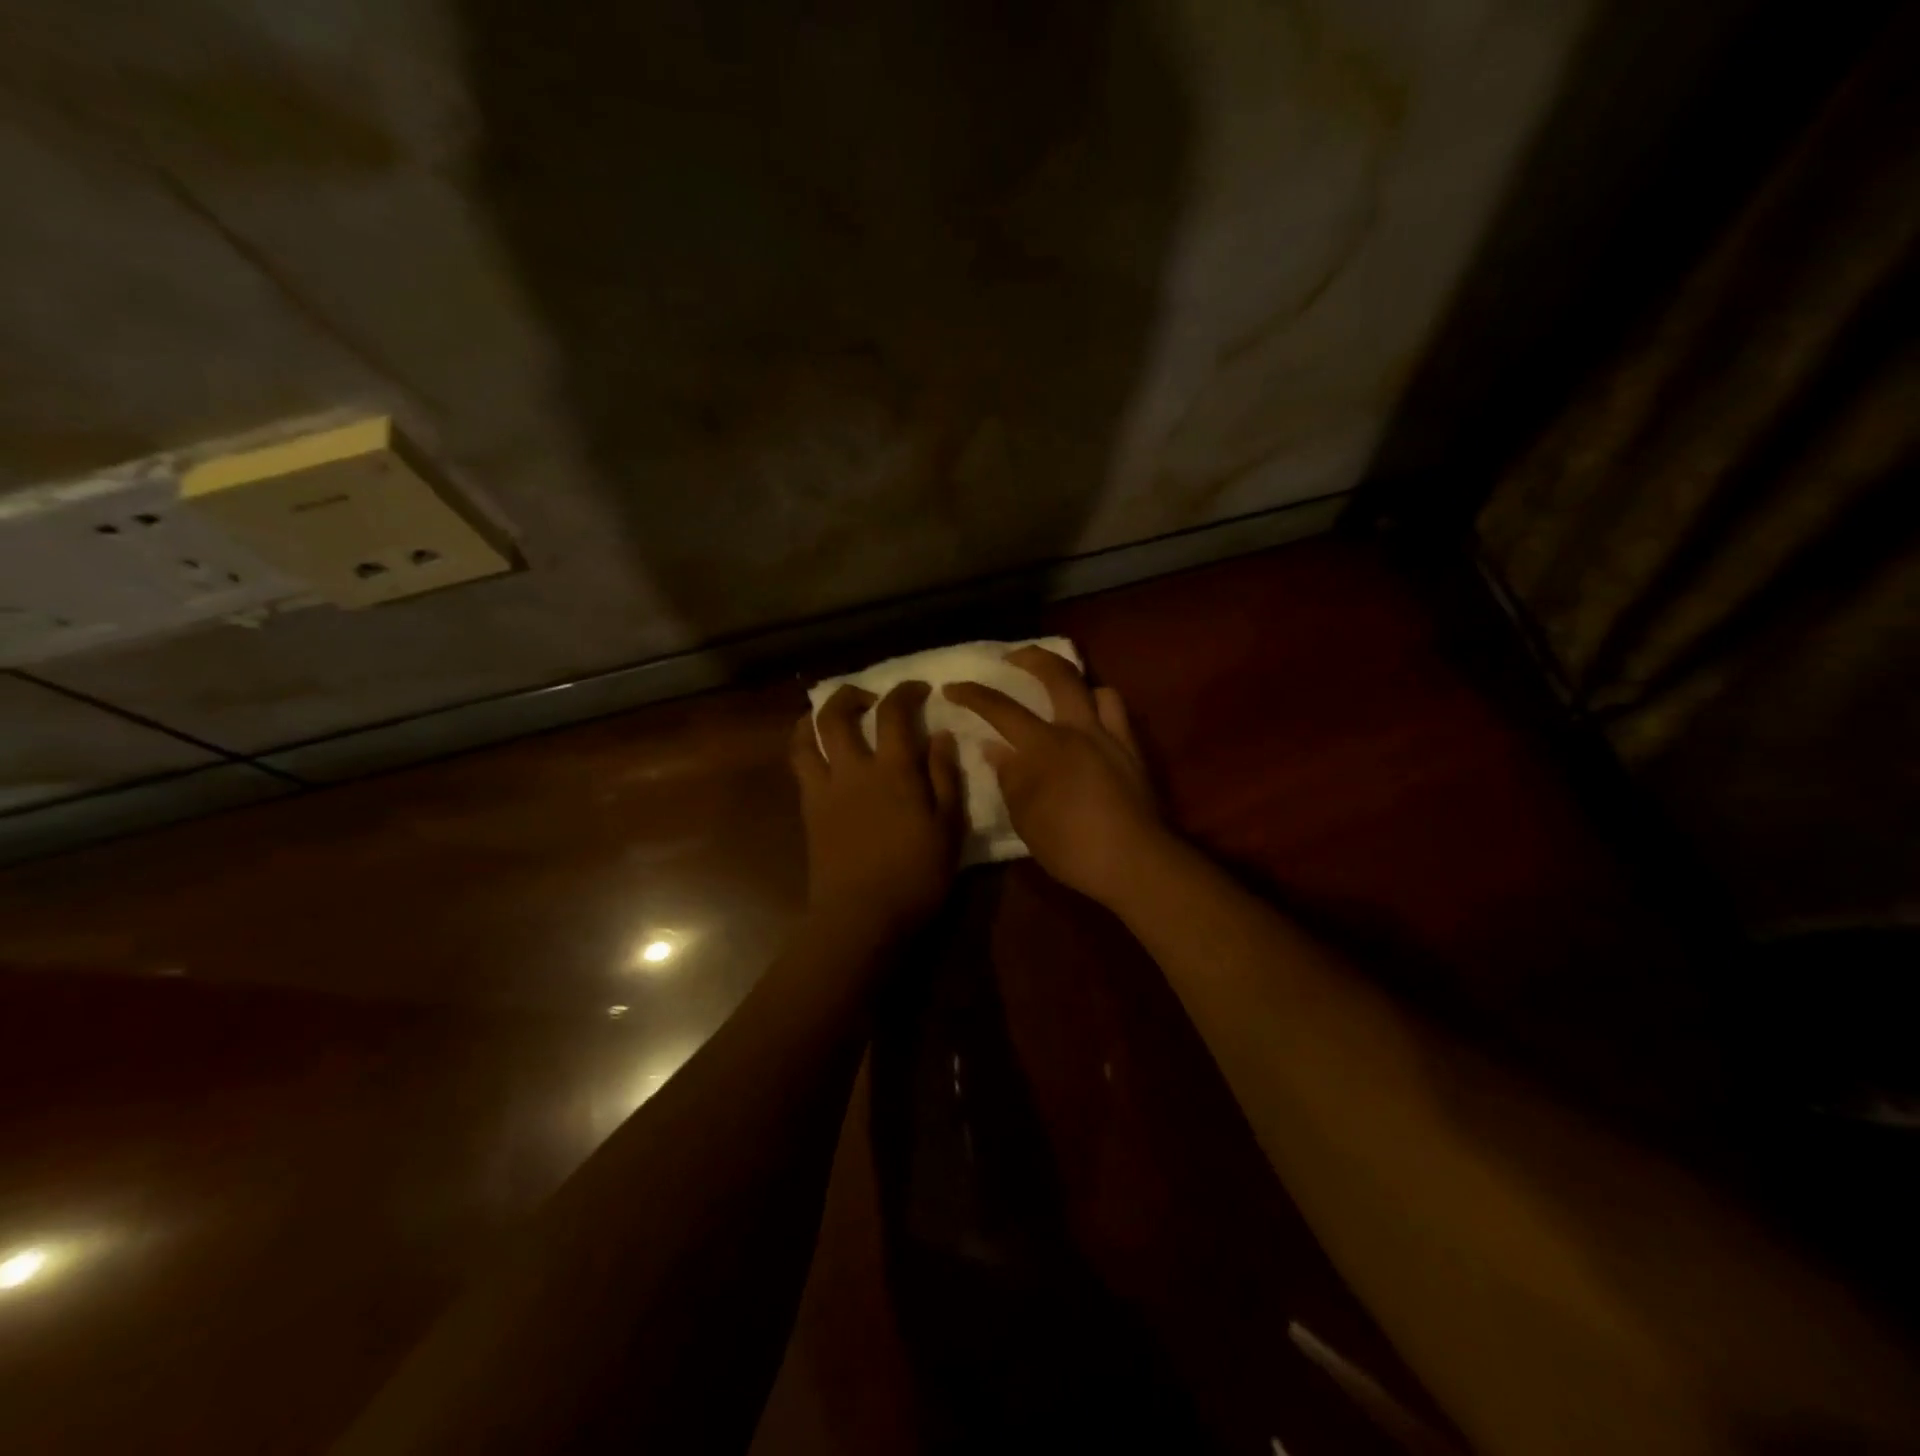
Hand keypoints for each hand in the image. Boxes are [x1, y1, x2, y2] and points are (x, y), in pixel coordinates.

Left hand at [791, 681, 963, 936]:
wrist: (861, 916)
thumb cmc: (915, 875)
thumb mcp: (948, 827)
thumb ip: (945, 777)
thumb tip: (941, 735)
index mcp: (893, 770)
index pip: (894, 713)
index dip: (906, 692)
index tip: (920, 689)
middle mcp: (852, 769)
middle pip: (836, 715)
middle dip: (850, 695)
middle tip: (869, 697)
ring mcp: (824, 789)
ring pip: (806, 737)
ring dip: (816, 717)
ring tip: (831, 717)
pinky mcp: (808, 811)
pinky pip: (800, 766)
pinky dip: (806, 747)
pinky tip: (820, 753)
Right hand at [944, 647, 1167, 904]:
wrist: (1133, 860)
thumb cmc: (1071, 846)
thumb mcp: (1026, 818)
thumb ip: (1009, 778)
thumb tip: (994, 748)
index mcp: (1044, 747)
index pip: (1000, 709)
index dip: (973, 694)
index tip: (953, 687)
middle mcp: (1078, 729)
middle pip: (1056, 674)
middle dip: (1030, 658)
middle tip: (1012, 658)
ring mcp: (1110, 736)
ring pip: (1094, 687)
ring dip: (1074, 682)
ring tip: (1060, 692)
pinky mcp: (1132, 749)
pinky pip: (1116, 712)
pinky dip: (1100, 705)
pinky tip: (1090, 722)